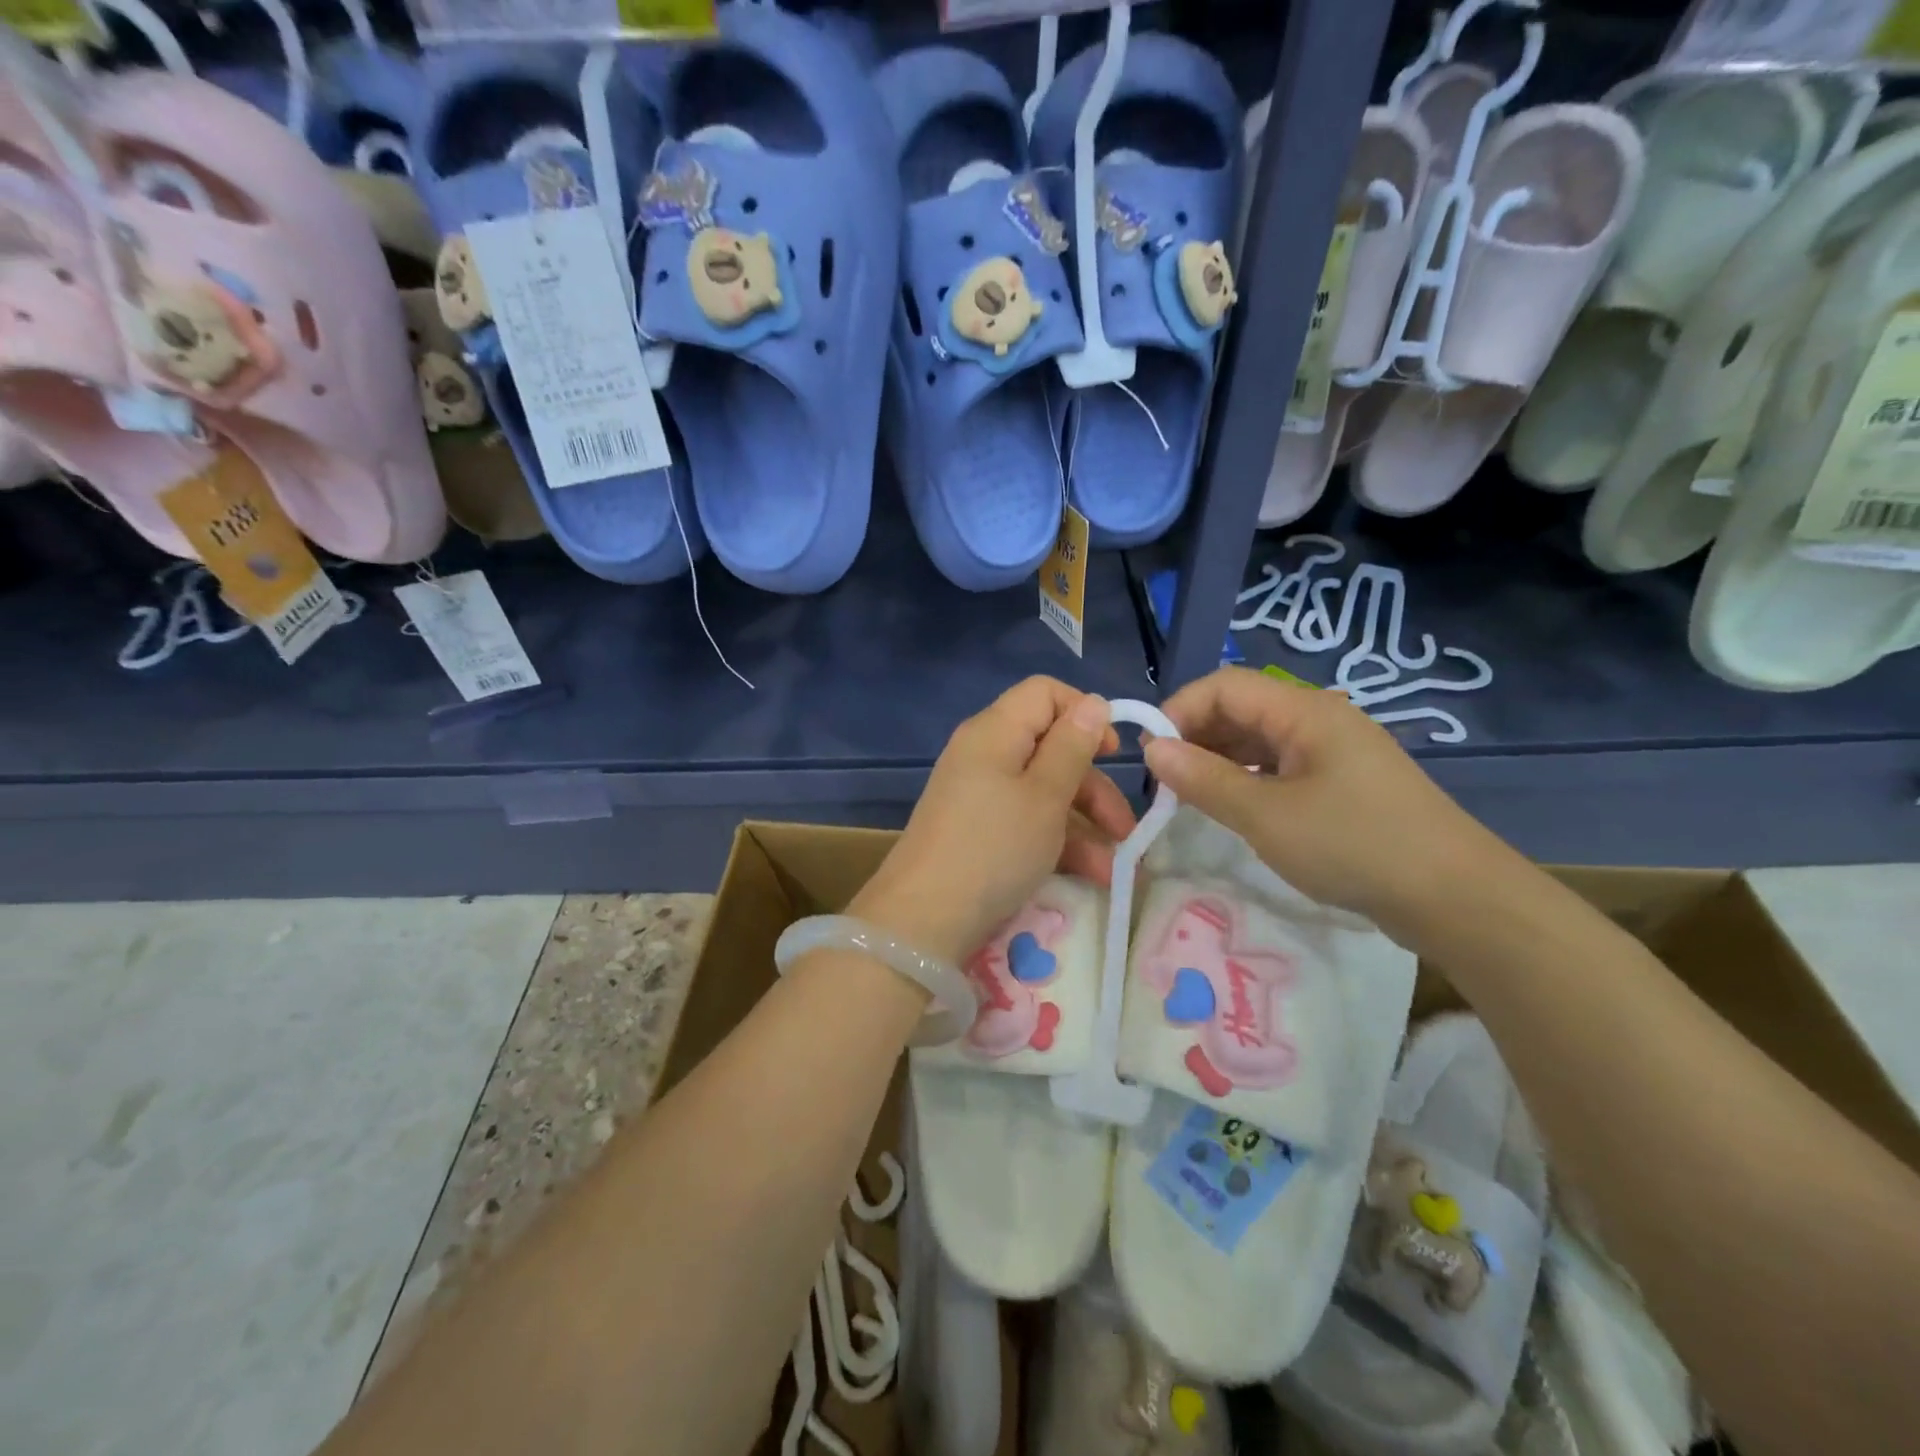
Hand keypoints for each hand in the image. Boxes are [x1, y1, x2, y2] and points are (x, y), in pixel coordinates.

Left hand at [853, 677, 1135, 965]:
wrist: (924, 919)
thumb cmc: (993, 848)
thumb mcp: (1045, 797)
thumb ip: (1072, 747)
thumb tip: (1093, 702)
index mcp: (995, 731)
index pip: (1044, 693)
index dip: (1084, 713)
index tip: (1113, 753)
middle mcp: (984, 754)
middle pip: (1050, 746)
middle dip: (1094, 785)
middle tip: (1126, 828)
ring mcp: (978, 794)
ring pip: (1043, 790)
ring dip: (1084, 823)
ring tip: (1116, 868)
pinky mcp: (978, 830)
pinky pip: (1025, 820)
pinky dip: (1057, 841)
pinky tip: (1091, 875)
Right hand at [1142, 667, 1516, 946]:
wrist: (1455, 898)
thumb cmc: (1353, 845)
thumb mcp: (1265, 816)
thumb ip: (1204, 779)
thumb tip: (1153, 749)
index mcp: (1304, 712)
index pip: (1224, 685)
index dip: (1180, 710)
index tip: (1152, 756)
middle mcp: (1319, 720)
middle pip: (1241, 709)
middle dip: (1196, 737)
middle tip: (1165, 783)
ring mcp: (1335, 752)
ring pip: (1259, 741)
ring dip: (1219, 761)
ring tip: (1190, 798)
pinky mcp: (1344, 784)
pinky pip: (1280, 767)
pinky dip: (1247, 780)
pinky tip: (1234, 808)